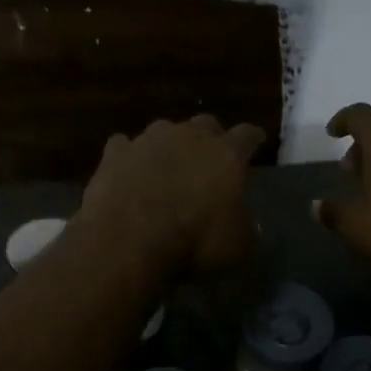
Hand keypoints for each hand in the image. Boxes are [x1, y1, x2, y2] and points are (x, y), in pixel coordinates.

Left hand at [78, 115, 263, 273]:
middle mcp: (188, 136)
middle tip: (210, 158)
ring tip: (167, 165)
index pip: (247, 135)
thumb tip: (245, 222)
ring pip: (164, 129)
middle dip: (210, 137)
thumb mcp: (237, 246)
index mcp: (226, 154)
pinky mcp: (115, 153)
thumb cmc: (193, 242)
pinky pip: (124, 146)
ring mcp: (148, 140)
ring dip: (169, 144)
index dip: (253, 139)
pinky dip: (129, 156)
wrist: (128, 240)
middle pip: (205, 124)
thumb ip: (244, 226)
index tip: (256, 142)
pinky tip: (127, 171)